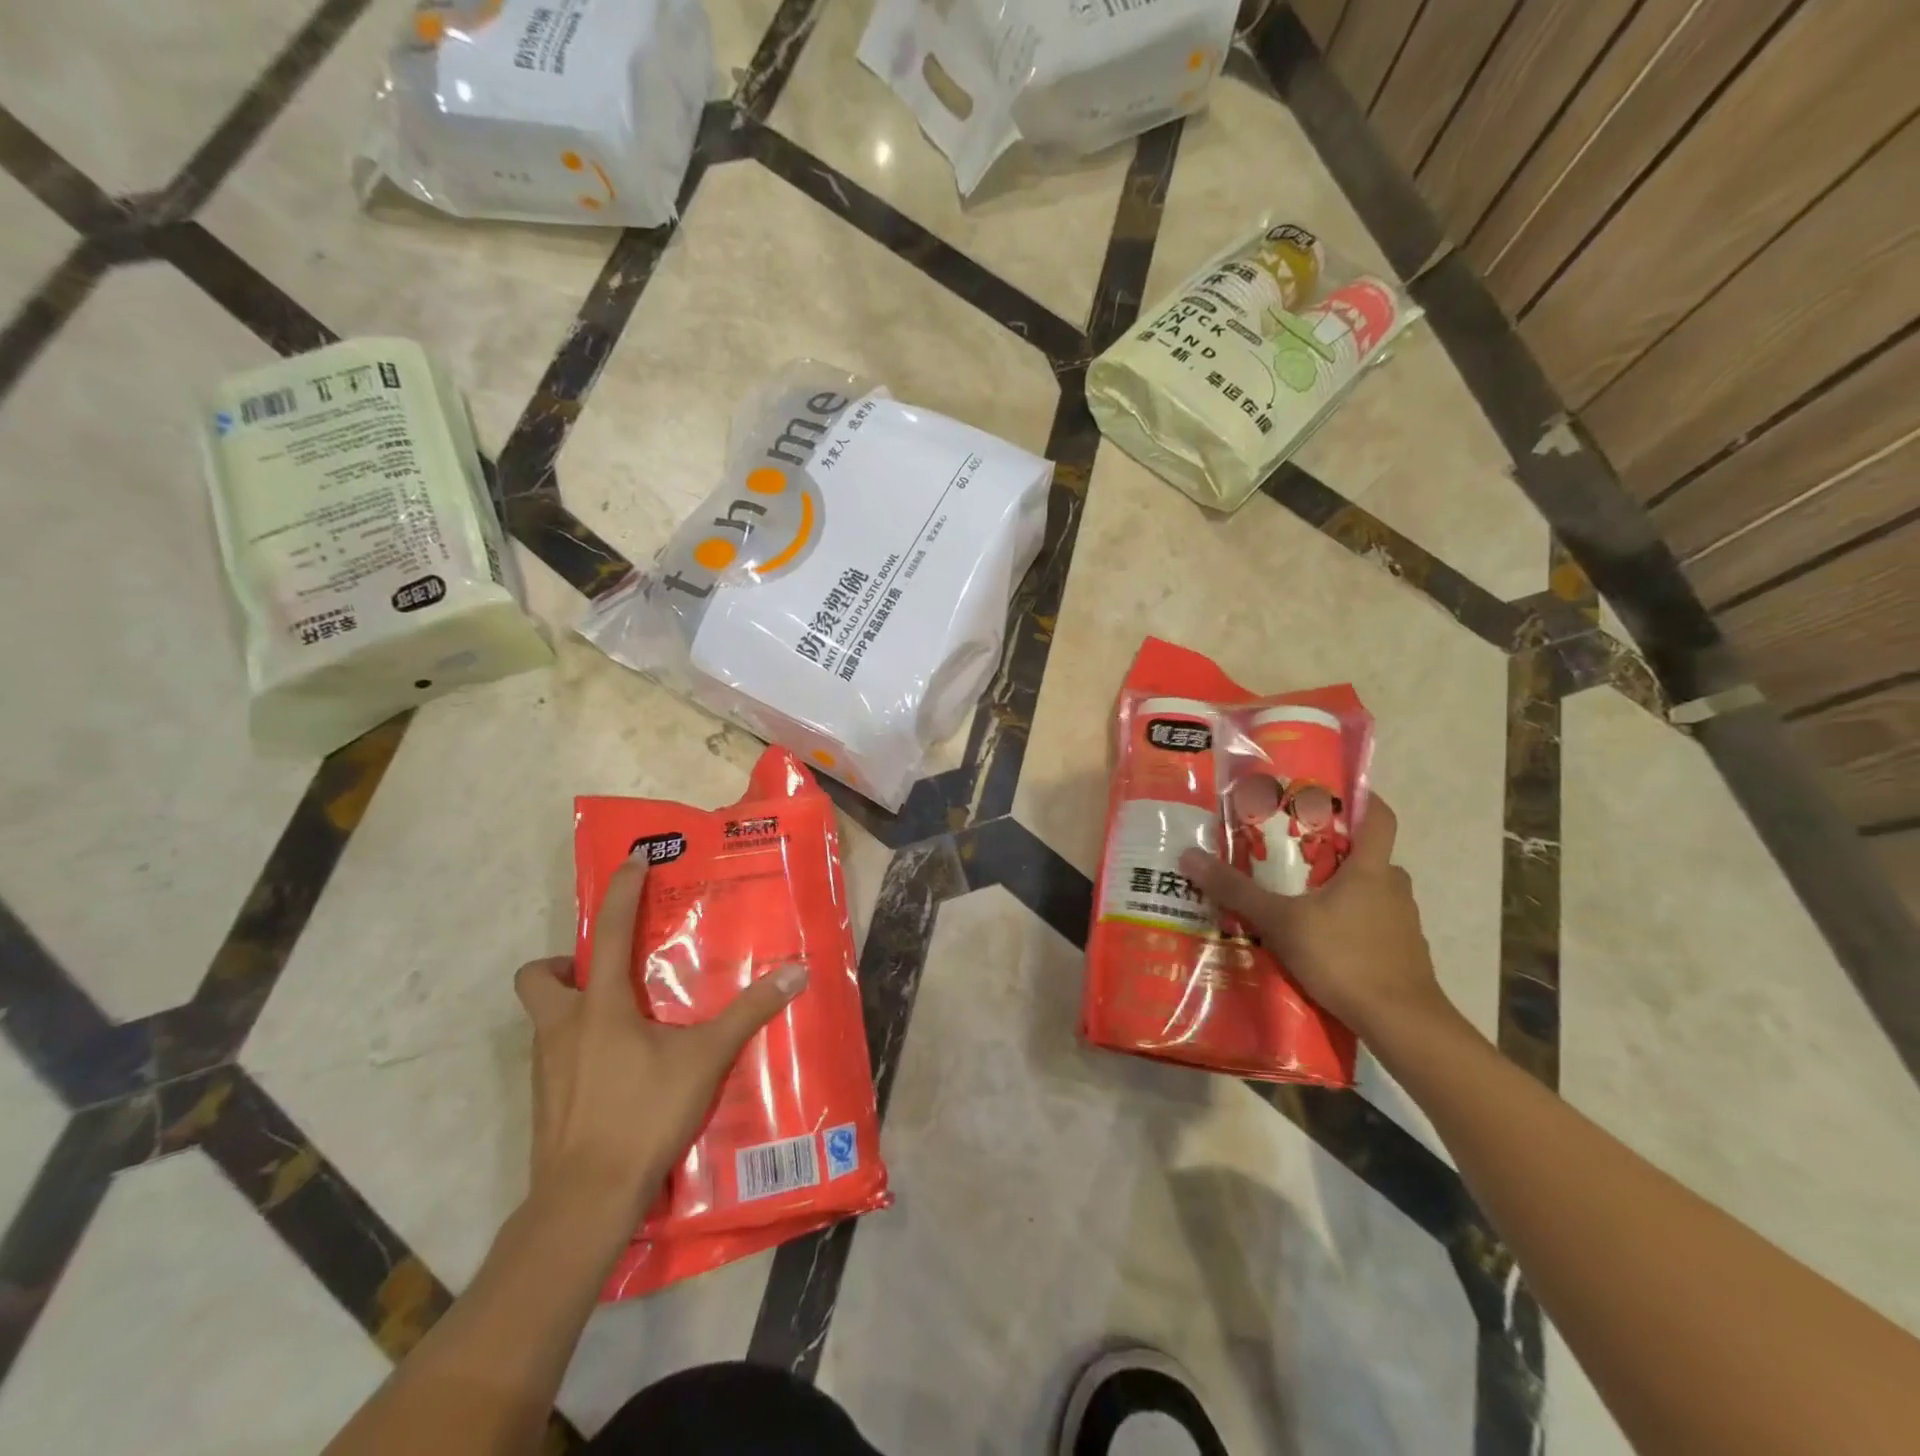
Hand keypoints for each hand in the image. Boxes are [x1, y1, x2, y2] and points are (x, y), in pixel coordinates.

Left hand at [514, 856, 805, 1232]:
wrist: (585, 1201)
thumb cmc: (643, 1115)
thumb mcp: (705, 1059)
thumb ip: (748, 1013)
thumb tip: (796, 972)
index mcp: (598, 1006)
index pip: (609, 931)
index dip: (620, 891)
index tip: (632, 861)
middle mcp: (561, 1027)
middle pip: (538, 976)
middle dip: (565, 963)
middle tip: (609, 971)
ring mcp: (545, 1067)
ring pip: (544, 1017)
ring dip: (574, 1005)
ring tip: (625, 1020)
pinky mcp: (545, 1100)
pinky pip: (555, 1054)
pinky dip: (579, 1046)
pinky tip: (618, 1069)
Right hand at [1179, 796, 1449, 1041]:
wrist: (1402, 1024)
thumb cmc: (1345, 957)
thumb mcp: (1280, 922)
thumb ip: (1236, 890)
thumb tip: (1189, 856)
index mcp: (1372, 868)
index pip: (1379, 816)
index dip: (1359, 798)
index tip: (1328, 793)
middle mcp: (1393, 887)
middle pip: (1366, 854)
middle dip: (1331, 849)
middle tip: (1289, 851)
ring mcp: (1403, 922)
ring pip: (1369, 891)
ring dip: (1338, 889)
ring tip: (1296, 898)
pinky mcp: (1402, 953)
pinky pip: (1372, 923)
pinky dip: (1348, 922)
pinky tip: (1318, 940)